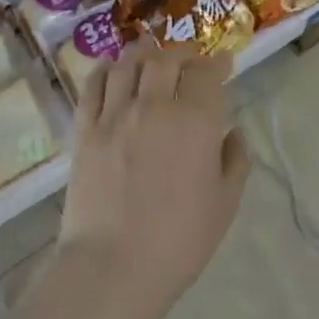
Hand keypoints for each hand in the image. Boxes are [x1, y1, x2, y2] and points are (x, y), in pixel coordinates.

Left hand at [60, 42, 249, 316]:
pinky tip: (111, 69)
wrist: (113, 265)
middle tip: (189, 59)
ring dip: (143, 54)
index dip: (217, 63)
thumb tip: (231, 132)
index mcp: (194, 122)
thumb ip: (234, 160)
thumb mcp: (224, 204)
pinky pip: (92, 85)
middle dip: (181, 53)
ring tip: (151, 56)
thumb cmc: (178, 241)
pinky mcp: (84, 128)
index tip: (224, 63)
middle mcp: (153, 106)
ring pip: (127, 64)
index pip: (206, 73)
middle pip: (165, 59)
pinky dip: (104, 70)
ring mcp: (114, 114)